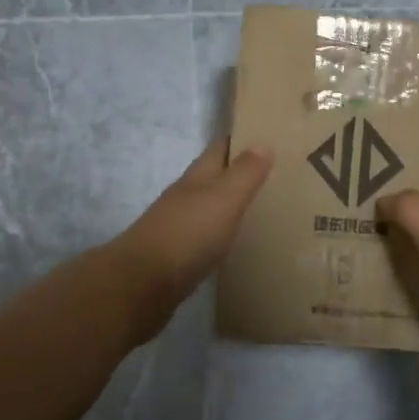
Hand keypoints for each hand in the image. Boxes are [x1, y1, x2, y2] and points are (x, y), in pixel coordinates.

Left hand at [110, 137, 273, 328]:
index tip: (268, 134)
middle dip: (240, 171)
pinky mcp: (178, 256)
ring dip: (231, 202)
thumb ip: (244, 173)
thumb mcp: (223, 199)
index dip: (241, 138)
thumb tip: (263, 141)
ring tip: (263, 206)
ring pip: (209, 206)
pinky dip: (223, 232)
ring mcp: (179, 226)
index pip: (220, 148)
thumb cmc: (187, 234)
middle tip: (276, 173)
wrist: (141, 284)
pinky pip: (206, 235)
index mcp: (197, 178)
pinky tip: (236, 241)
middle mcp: (185, 197)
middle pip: (214, 176)